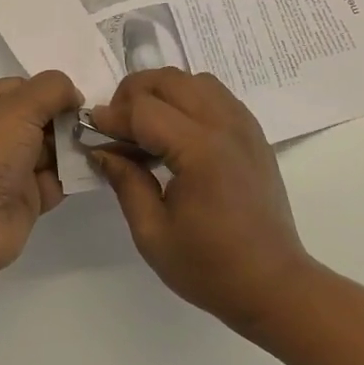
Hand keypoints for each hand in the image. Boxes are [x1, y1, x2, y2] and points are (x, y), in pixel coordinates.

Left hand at [0, 71, 81, 284]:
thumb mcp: (18, 108)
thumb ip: (52, 89)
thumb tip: (74, 95)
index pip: (22, 88)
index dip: (51, 91)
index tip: (79, 100)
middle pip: (40, 118)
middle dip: (68, 119)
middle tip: (95, 124)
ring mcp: (9, 169)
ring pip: (51, 149)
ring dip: (75, 147)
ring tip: (102, 144)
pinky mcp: (25, 199)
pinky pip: (57, 180)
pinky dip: (76, 175)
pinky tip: (98, 167)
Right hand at [88, 69, 314, 333]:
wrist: (274, 284)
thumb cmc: (210, 267)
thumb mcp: (153, 233)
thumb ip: (125, 182)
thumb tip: (100, 148)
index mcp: (200, 151)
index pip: (144, 110)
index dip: (112, 116)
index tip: (90, 129)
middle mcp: (224, 125)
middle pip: (168, 80)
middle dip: (133, 94)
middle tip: (116, 126)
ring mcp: (243, 124)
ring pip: (193, 79)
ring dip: (162, 91)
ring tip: (145, 125)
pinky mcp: (253, 132)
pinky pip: (215, 94)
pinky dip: (188, 97)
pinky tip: (176, 130)